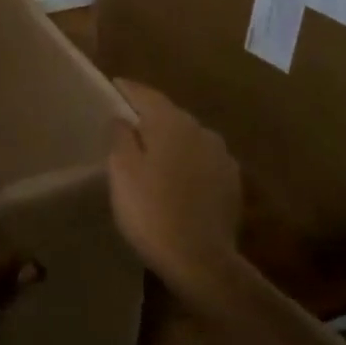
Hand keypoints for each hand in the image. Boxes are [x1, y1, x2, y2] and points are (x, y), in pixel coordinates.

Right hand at [108, 80, 241, 294]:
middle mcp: (201, 131)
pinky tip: (177, 177)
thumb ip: (120, 136)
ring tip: (152, 152)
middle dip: (150, 116)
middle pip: (170, 115)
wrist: (200, 260)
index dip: (128, 89)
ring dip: (171, 140)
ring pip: (189, 138)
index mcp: (172, 123)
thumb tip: (123, 118)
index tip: (114, 85)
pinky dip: (187, 162)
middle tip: (128, 122)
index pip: (146, 94)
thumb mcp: (122, 171)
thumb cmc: (151, 211)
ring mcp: (221, 157)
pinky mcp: (231, 182)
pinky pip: (202, 161)